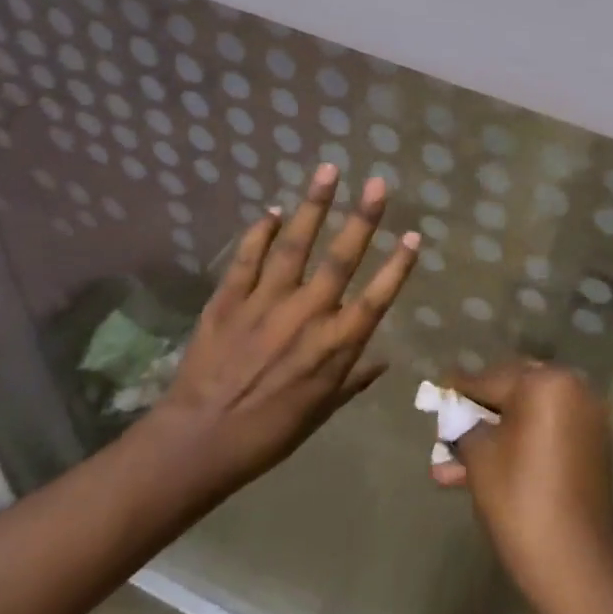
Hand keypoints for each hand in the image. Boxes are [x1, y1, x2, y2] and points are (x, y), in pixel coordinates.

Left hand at [151, 164, 417, 499]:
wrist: (198, 442)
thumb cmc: (268, 433)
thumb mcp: (321, 412)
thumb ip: (354, 380)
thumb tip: (385, 360)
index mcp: (334, 346)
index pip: (376, 297)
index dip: (398, 265)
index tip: (413, 234)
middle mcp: (307, 315)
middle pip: (341, 259)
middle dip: (363, 218)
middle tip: (378, 183)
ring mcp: (266, 303)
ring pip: (295, 245)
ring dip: (314, 206)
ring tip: (328, 171)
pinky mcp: (229, 299)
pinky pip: (248, 258)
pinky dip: (261, 232)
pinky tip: (272, 211)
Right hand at [432, 361, 612, 613]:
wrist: (577, 565)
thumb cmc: (521, 502)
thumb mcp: (480, 459)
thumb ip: (464, 426)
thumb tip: (456, 414)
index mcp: (546, 382)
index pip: (491, 378)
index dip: (460, 390)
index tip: (438, 390)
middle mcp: (572, 387)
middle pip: (513, 390)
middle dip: (479, 411)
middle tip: (448, 426)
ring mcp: (586, 415)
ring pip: (528, 415)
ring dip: (495, 433)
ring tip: (454, 463)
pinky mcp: (591, 443)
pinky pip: (547, 431)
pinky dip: (521, 442)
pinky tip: (487, 465)